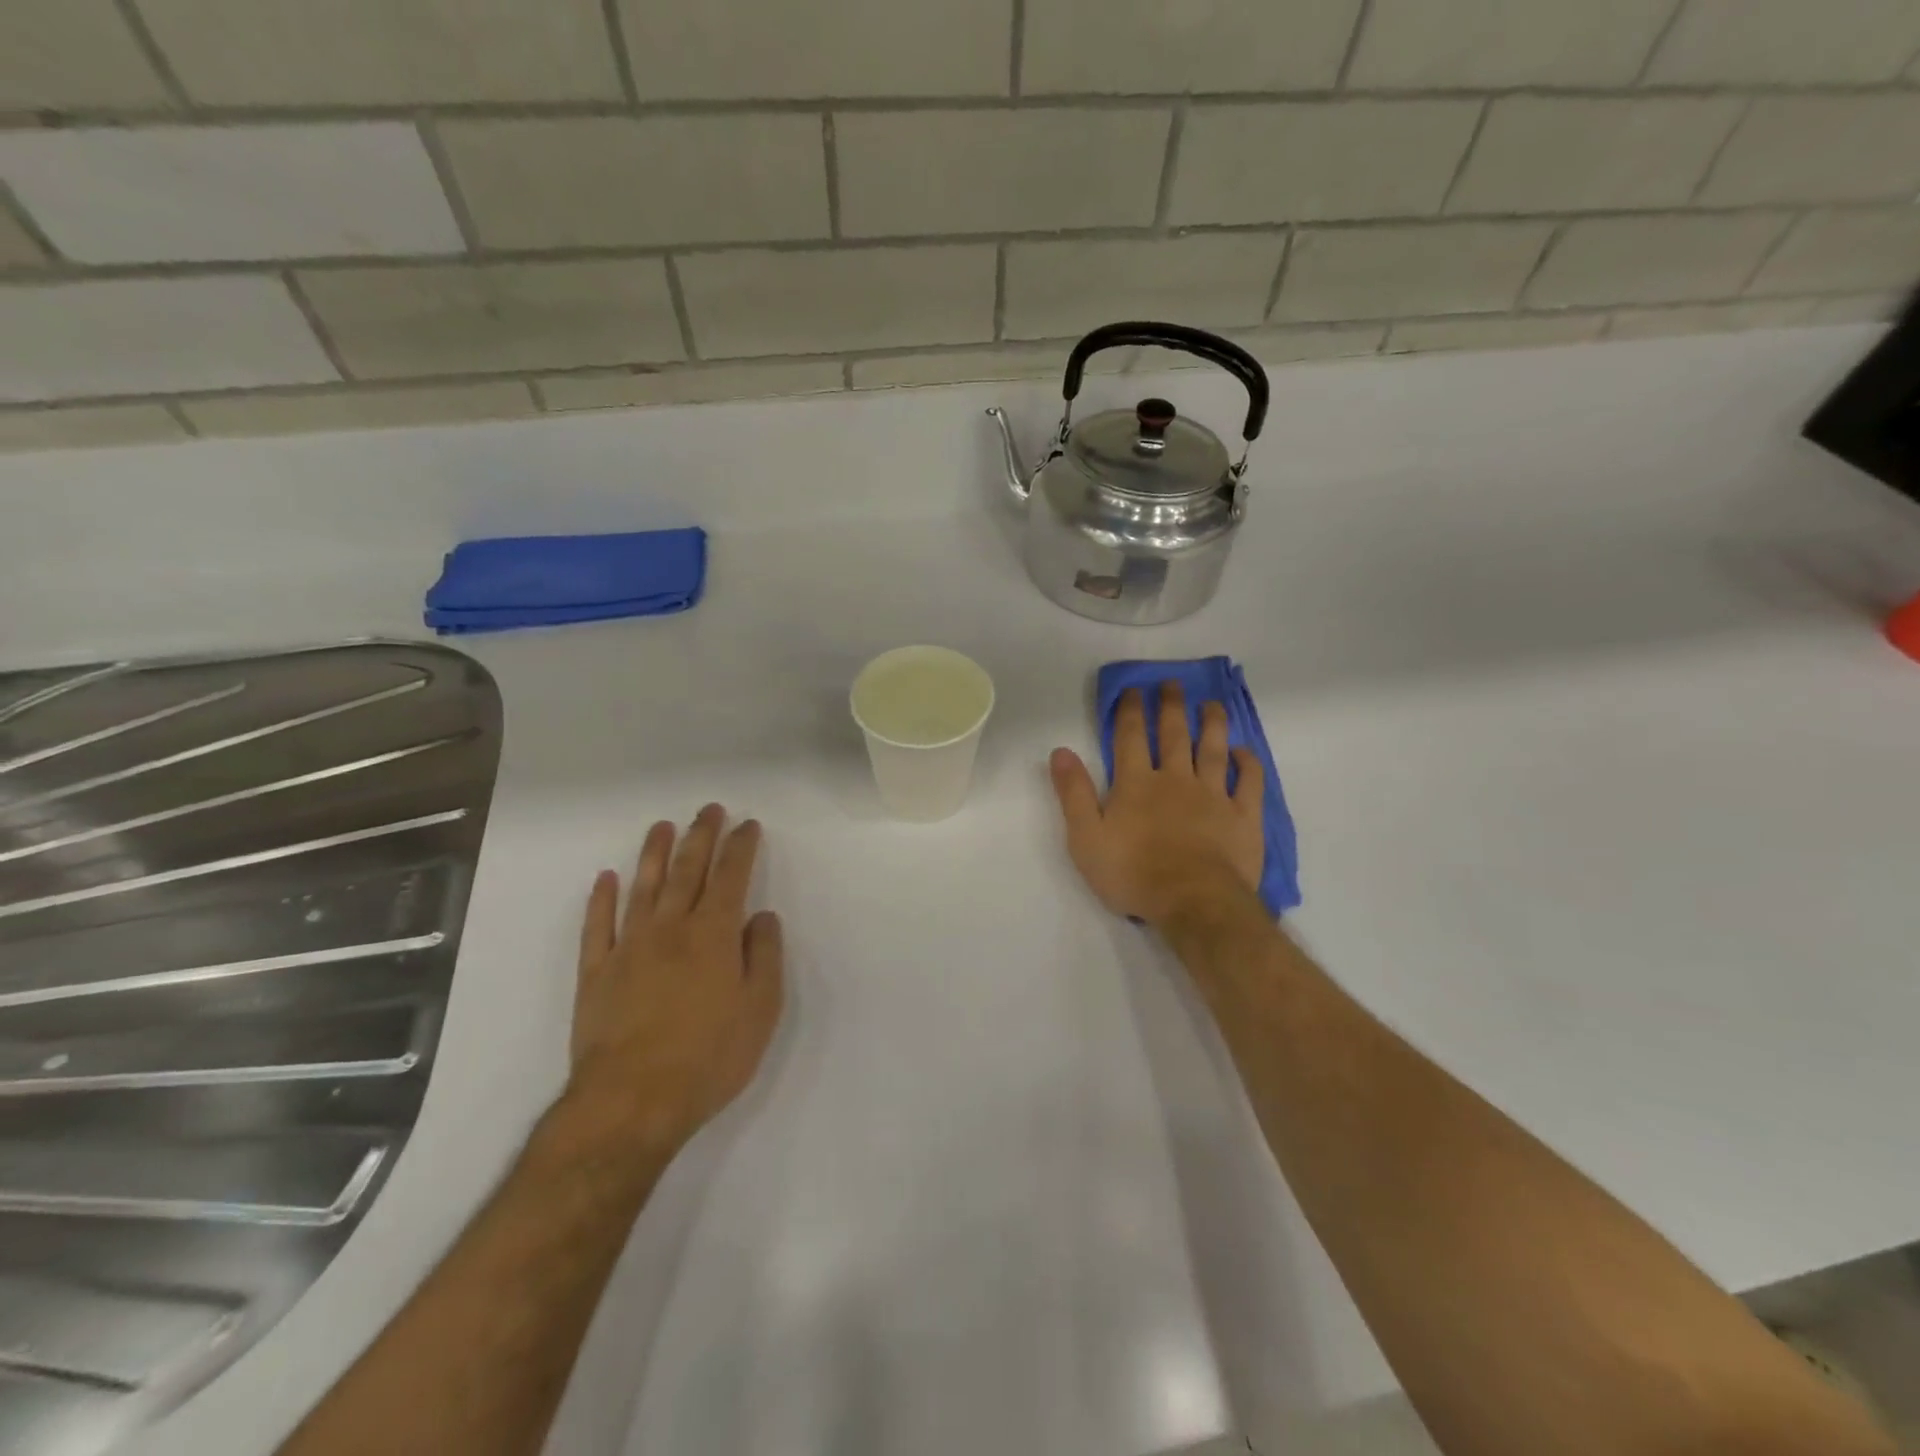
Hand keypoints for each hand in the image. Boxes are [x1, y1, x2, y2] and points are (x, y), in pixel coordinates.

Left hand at [566, 804, 784, 1156]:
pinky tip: (605, 879)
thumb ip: (765, 957)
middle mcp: (671, 929)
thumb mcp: (760, 1010)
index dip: (740, 847)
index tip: (748, 825)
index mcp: (714, 935)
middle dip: (700, 836)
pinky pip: (597, 926)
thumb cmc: (709, 1057)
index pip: (731, 877)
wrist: (632, 1101)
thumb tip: (762, 917)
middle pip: (687, 870)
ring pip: (642, 888)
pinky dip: (601, 899)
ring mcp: (629, 948)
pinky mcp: (596, 973)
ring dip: (653, 853)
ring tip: (661, 827)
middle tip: (709, 810)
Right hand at [1050, 683, 1264, 925]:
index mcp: (1136, 784)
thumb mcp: (1086, 838)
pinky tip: (1244, 752)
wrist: (1192, 902)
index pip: (1130, 738)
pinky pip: (1248, 783)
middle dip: (1171, 707)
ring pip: (1213, 750)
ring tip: (1211, 705)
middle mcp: (1175, 780)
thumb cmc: (1132, 873)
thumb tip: (1060, 752)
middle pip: (1173, 735)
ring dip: (1212, 725)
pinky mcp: (1243, 817)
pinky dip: (1247, 764)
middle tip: (1173, 684)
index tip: (1133, 690)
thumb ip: (1074, 794)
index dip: (1130, 711)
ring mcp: (1213, 796)